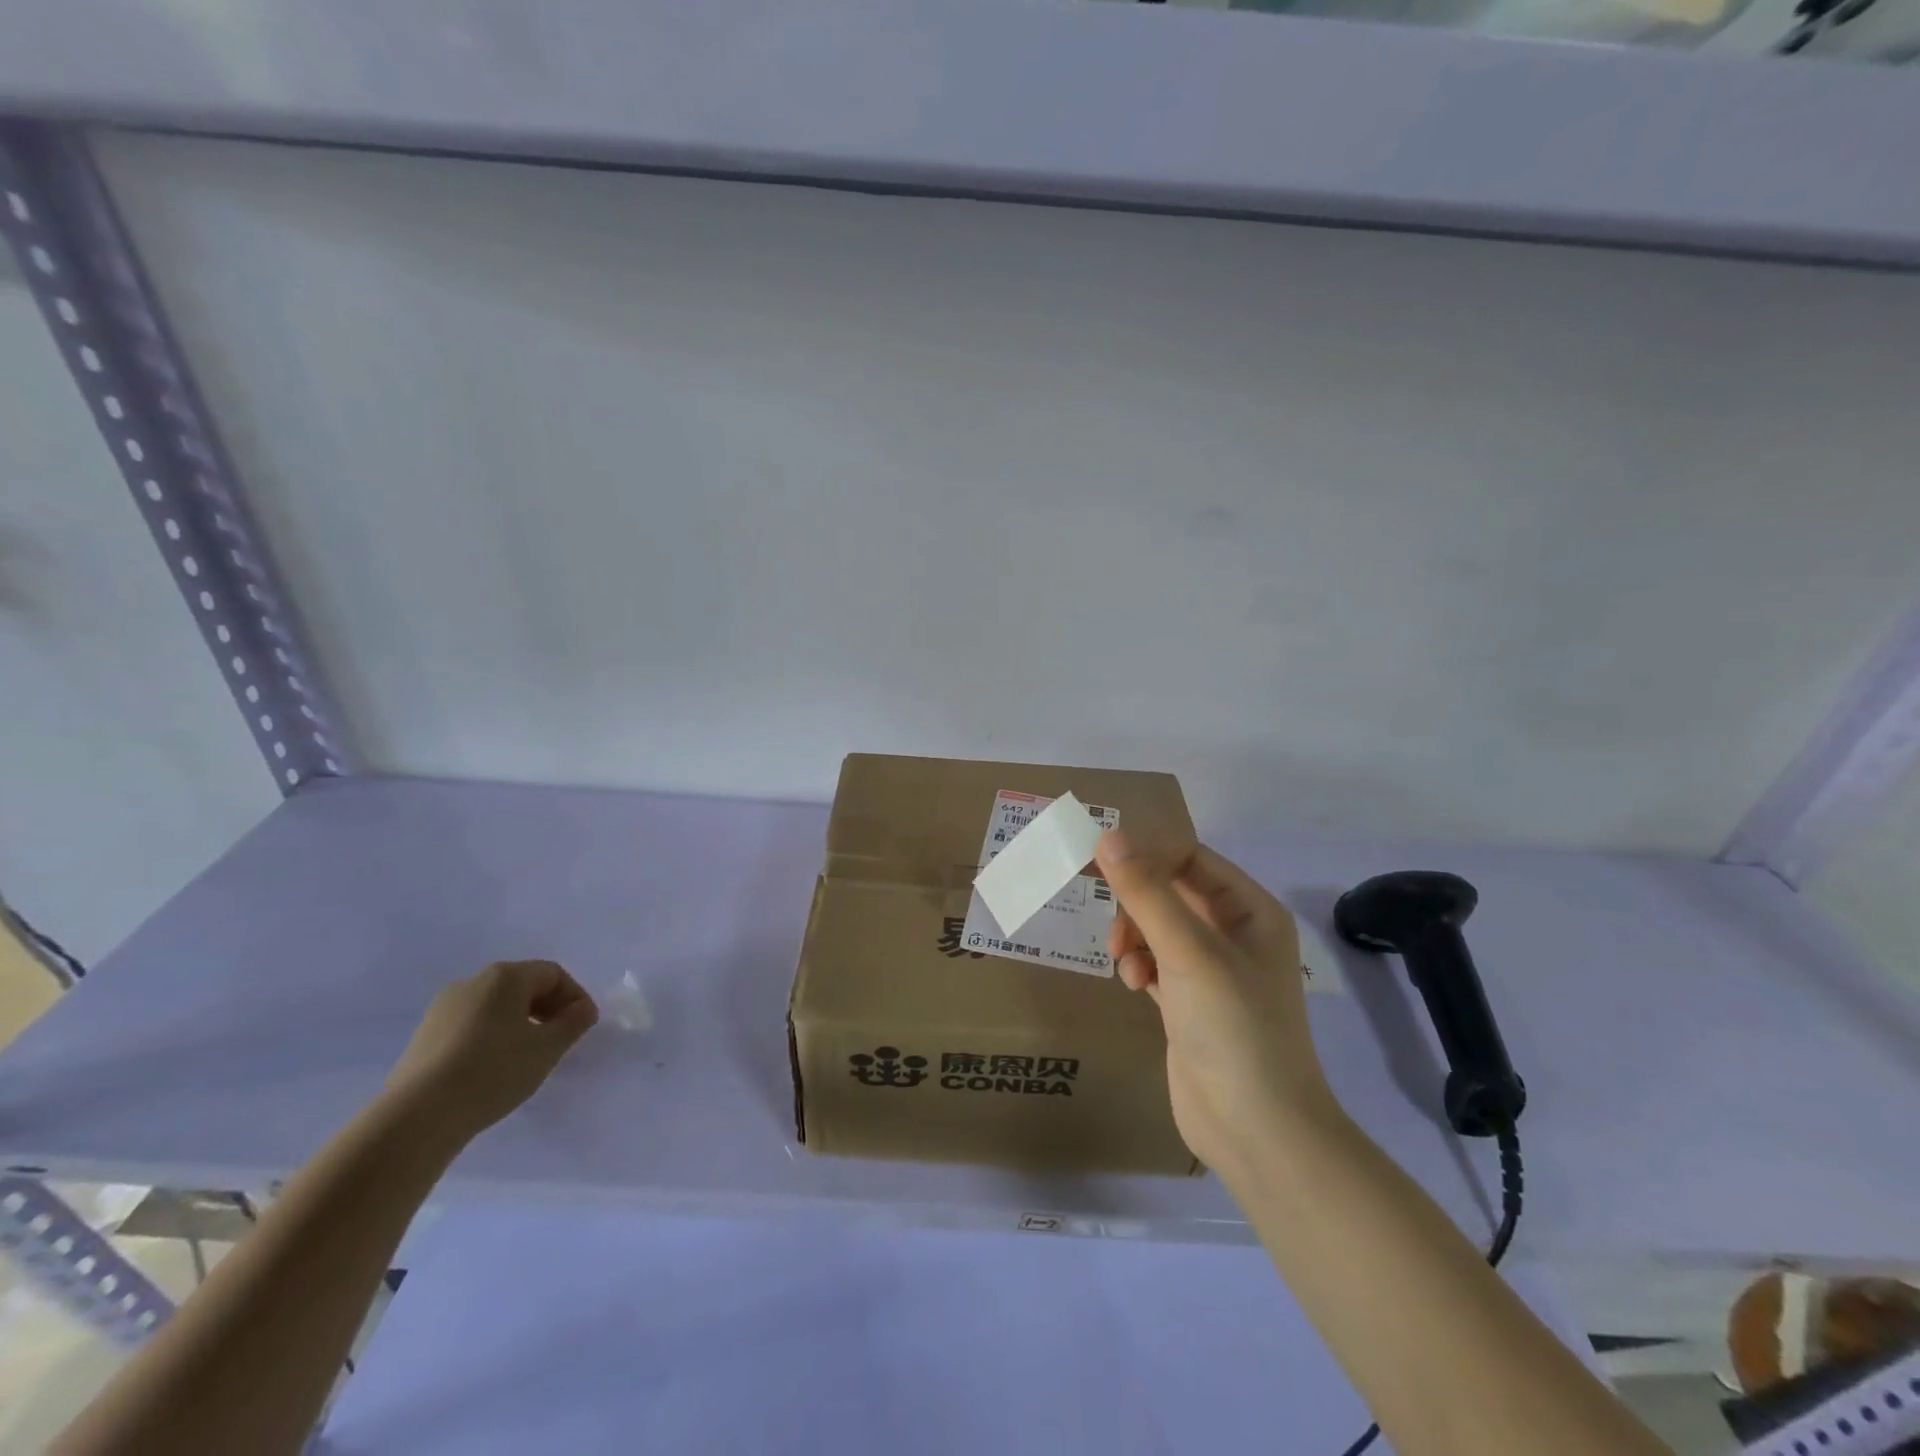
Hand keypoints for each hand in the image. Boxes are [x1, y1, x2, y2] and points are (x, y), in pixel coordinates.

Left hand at [383, 960, 598, 1145]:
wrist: (415, 1117)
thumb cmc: (493, 1071)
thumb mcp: (548, 1048)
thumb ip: (574, 1022)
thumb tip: (582, 1009)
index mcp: (505, 976)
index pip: (553, 974)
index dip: (575, 997)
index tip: (584, 1026)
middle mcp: (472, 982)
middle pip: (523, 986)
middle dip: (548, 1009)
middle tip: (560, 1040)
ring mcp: (442, 1009)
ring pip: (495, 1007)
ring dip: (519, 1024)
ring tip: (527, 1057)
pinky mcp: (423, 1036)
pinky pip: (471, 1025)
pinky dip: (491, 1037)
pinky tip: (492, 1068)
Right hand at [1097, 830, 1336, 1174]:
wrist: (1257, 1130)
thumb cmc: (1233, 1028)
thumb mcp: (1188, 952)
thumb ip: (1146, 893)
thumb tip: (1108, 836)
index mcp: (1251, 910)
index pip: (1190, 858)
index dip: (1146, 854)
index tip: (1099, 863)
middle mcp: (1234, 933)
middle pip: (1171, 890)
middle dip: (1135, 897)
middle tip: (1099, 903)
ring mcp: (1212, 970)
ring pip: (1158, 926)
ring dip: (1133, 932)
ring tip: (1122, 957)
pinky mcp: (1189, 1002)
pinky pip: (1154, 961)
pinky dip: (1138, 963)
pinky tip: (1132, 982)